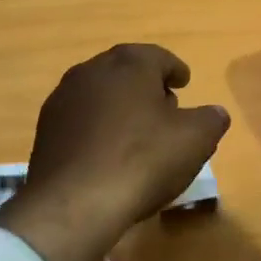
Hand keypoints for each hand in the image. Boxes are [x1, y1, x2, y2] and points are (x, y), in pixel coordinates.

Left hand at [0, 44, 229, 260]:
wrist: (74, 203)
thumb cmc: (142, 160)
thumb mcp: (195, 140)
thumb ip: (211, 120)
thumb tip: (215, 113)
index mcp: (129, 63)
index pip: (158, 56)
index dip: (175, 69)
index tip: (184, 82)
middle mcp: (92, 71)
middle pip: (125, 70)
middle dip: (146, 85)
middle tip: (165, 106)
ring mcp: (63, 99)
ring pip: (100, 94)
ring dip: (119, 106)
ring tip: (137, 132)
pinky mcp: (45, 130)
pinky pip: (81, 120)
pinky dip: (98, 127)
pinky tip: (108, 152)